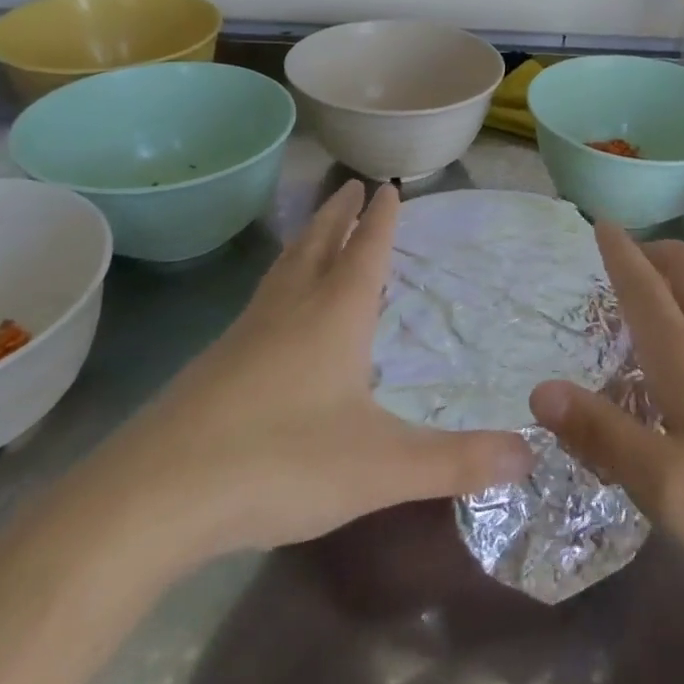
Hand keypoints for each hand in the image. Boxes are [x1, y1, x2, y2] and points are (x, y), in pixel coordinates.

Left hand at [71, 181, 533, 571]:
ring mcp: (244, 337)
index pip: (365, 251)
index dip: (381, 219)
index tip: (387, 185)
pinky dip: (280, 287)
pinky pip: (260, 306)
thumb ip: (457, 461)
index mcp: (333, 317)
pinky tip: (276, 316)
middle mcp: (288, 312)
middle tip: (351, 187)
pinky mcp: (213, 368)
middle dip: (339, 215)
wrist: (152, 499)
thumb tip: (531, 455)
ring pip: (283, 273)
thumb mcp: (383, 467)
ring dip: (306, 243)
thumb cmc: (280, 463)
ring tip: (317, 233)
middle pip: (318, 246)